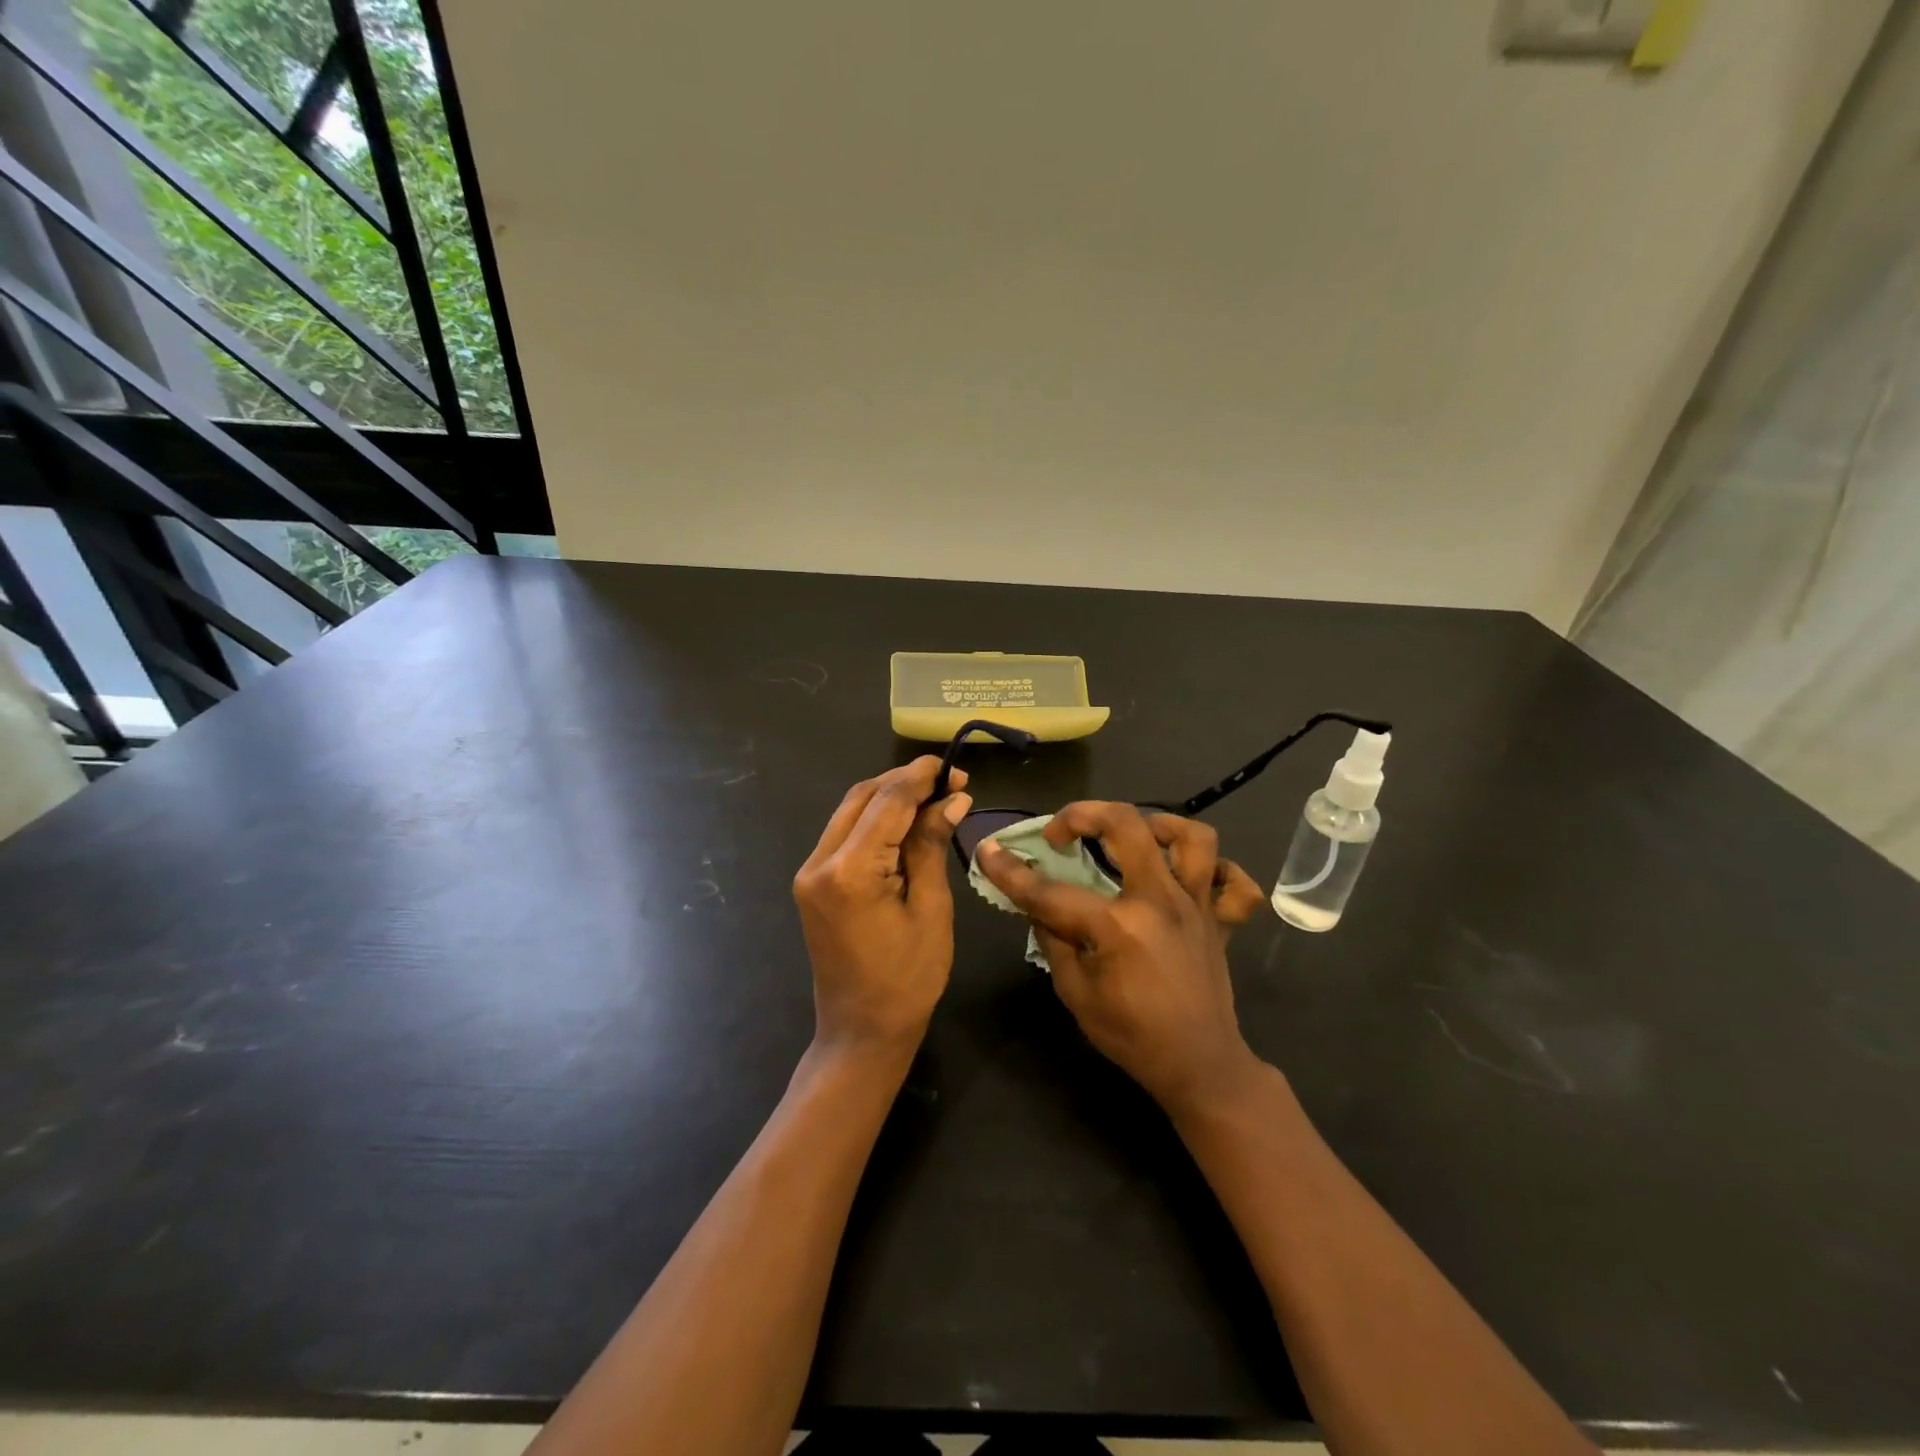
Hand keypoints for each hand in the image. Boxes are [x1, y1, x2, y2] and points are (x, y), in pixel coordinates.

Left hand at [793, 757, 972, 1058]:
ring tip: (934, 799)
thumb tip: (953, 799)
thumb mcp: (930, 909)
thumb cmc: (908, 979)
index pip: (887, 801)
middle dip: (905, 782)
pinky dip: (875, 820)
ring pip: (850, 810)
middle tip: (950, 783)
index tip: (955, 767)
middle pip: (862, 796)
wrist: (861, 1031)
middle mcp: (820, 862)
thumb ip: (932, 846)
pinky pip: (844, 833)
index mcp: (850, 871)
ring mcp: (810, 872)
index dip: (922, 777)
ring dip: (890, 798)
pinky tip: (906, 823)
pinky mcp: (812, 882)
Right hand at [979, 803, 1266, 1115]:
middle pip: (1127, 827)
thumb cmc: (1131, 1037)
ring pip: (1192, 837)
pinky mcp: (1220, 919)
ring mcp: (1197, 906)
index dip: (1012, 872)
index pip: (1052, 892)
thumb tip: (1038, 907)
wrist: (1198, 1067)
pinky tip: (1185, 872)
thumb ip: (1054, 942)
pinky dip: (1216, 868)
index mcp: (1119, 926)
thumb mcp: (1076, 995)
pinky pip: (1234, 880)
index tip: (988, 851)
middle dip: (1083, 815)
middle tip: (1061, 833)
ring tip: (1132, 834)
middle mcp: (1161, 902)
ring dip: (1157, 824)